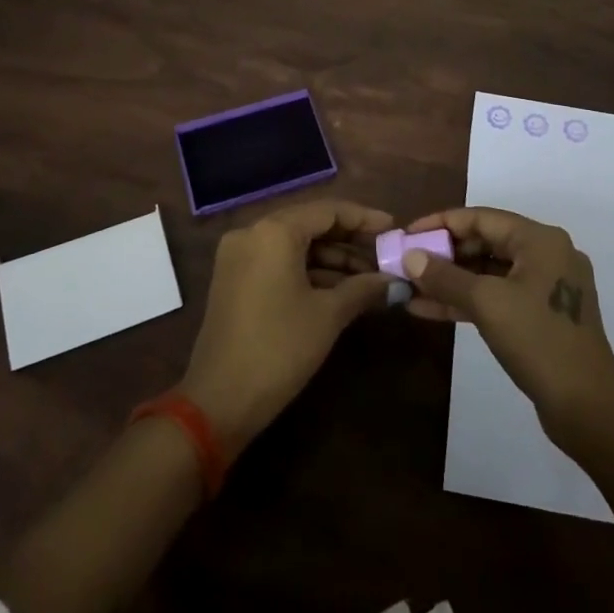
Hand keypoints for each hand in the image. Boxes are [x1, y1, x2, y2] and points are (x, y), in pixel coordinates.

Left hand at [180, 199, 395, 457]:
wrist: (218, 402)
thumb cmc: (279, 349)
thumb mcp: (328, 316)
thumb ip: (363, 288)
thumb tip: (395, 281)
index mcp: (274, 231)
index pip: (328, 210)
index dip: (364, 218)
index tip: (393, 228)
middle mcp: (252, 232)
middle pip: (310, 224)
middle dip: (349, 240)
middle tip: (384, 254)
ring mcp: (239, 255)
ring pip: (295, 244)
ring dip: (331, 258)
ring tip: (369, 277)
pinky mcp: (234, 278)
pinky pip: (278, 261)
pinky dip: (308, 270)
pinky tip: (339, 288)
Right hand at [402, 206, 613, 444]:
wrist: (588, 408)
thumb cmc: (538, 341)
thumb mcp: (486, 304)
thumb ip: (445, 277)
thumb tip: (409, 256)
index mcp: (540, 239)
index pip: (480, 217)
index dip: (440, 223)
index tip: (407, 234)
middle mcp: (546, 254)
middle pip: (485, 242)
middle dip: (443, 254)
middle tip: (407, 263)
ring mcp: (546, 287)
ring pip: (489, 273)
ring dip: (451, 280)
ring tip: (410, 287)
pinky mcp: (541, 316)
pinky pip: (498, 297)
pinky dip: (467, 301)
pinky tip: (429, 310)